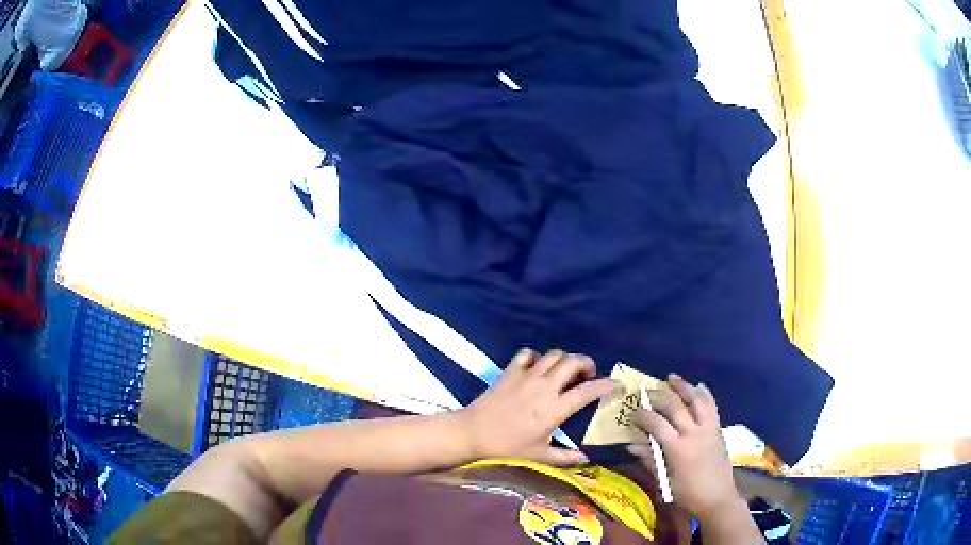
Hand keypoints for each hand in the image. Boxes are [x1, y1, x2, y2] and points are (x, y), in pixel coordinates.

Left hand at [460, 349, 614, 465]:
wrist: (473, 433)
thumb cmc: (507, 448)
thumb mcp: (538, 456)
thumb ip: (564, 457)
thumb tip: (585, 459)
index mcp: (555, 409)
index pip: (586, 391)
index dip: (604, 385)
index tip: (613, 383)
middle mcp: (544, 387)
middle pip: (573, 362)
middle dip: (586, 363)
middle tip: (588, 374)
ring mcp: (527, 376)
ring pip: (553, 354)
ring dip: (564, 359)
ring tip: (565, 371)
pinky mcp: (510, 371)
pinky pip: (527, 353)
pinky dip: (537, 356)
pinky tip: (537, 367)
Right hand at [629, 375, 741, 519]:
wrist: (718, 498)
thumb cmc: (688, 494)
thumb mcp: (665, 481)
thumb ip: (650, 460)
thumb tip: (632, 446)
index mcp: (678, 448)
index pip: (657, 424)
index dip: (643, 415)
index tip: (633, 413)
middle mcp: (694, 433)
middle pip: (675, 406)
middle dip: (659, 397)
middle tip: (647, 394)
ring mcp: (709, 429)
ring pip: (697, 400)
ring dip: (684, 387)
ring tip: (672, 378)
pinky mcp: (718, 429)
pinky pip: (712, 406)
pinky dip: (704, 394)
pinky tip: (699, 387)